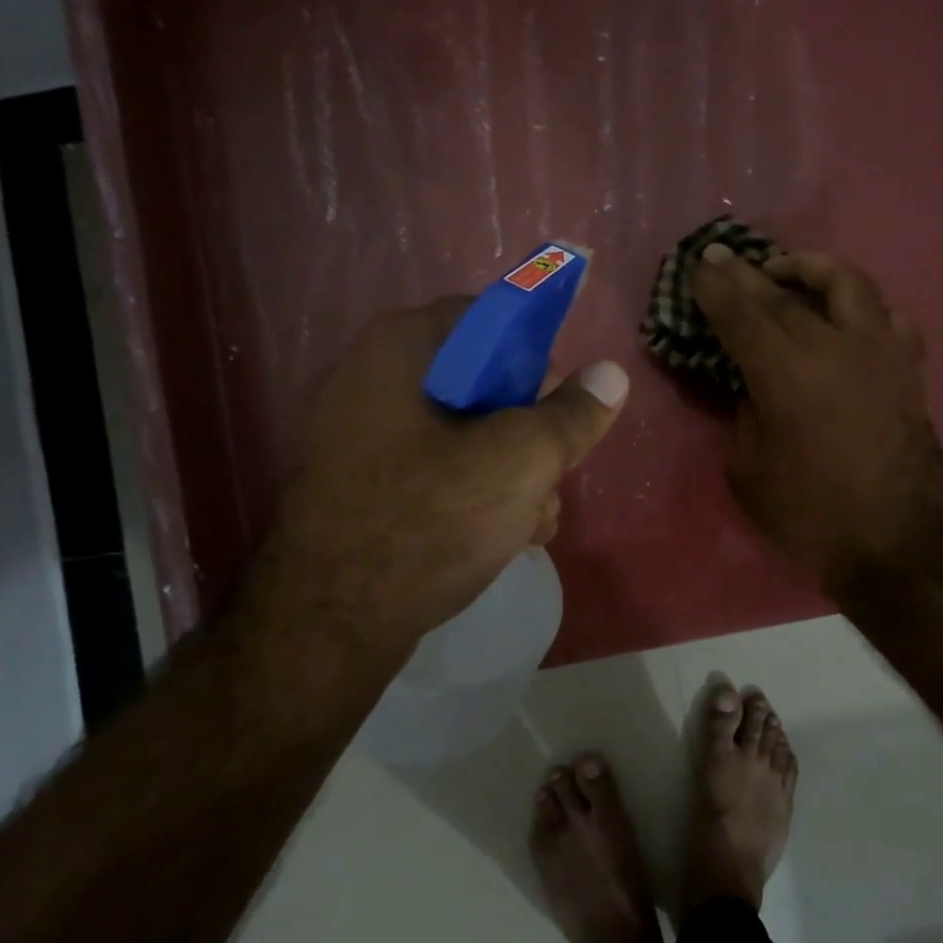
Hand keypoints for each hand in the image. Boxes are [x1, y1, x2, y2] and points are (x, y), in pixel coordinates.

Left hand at [245, 298, 628, 666]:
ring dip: (514, 475)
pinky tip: (506, 539)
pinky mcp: (369, 489)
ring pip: (468, 436)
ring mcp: (366, 439)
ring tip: (534, 521)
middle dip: (531, 434)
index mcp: (402, 349)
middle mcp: (376, 381)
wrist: (331, 623)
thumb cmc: (429, 520)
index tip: (561, 405)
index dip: (536, 356)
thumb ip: (571, 414)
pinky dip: (478, 498)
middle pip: (484, 384)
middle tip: (551, 473)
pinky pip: (439, 474)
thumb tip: (611, 375)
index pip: (489, 320)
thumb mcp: (520, 460)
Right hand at [692, 247, 942, 587]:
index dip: (715, 286)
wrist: (890, 543)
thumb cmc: (807, 513)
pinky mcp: (909, 369)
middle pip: (786, 293)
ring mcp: (880, 353)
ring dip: (811, 269)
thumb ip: (745, 413)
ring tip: (790, 272)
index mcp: (786, 375)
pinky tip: (849, 317)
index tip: (698, 264)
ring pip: (848, 284)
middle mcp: (835, 348)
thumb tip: (755, 385)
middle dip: (748, 272)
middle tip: (725, 257)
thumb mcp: (747, 469)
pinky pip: (890, 318)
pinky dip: (863, 307)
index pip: (742, 314)